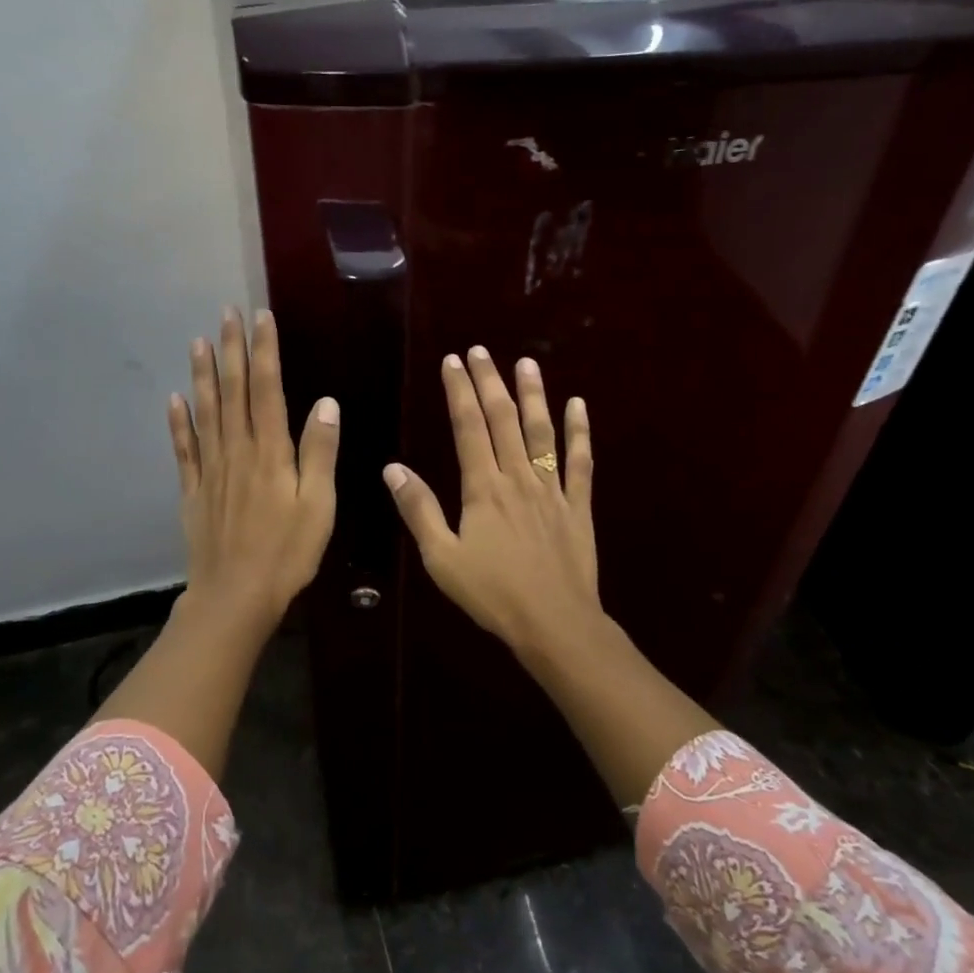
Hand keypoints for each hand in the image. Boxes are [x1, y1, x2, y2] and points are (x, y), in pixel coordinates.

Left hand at [168, 308, 338, 638]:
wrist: (235, 596)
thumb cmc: (287, 552)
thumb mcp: (319, 505)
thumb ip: (320, 453)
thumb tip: (326, 402)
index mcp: (270, 453)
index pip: (267, 390)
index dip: (264, 352)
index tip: (260, 317)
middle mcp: (237, 452)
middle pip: (233, 392)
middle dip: (231, 350)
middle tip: (225, 313)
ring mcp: (211, 470)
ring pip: (206, 412)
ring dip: (203, 376)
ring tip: (198, 342)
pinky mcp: (194, 492)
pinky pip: (184, 450)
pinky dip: (178, 423)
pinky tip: (174, 400)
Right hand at [383, 347, 599, 660]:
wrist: (554, 622)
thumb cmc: (492, 594)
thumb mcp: (441, 558)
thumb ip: (418, 510)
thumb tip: (392, 468)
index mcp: (483, 488)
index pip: (469, 427)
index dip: (460, 392)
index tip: (453, 361)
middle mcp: (518, 478)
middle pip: (504, 420)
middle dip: (490, 382)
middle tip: (482, 350)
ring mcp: (552, 490)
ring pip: (542, 432)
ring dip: (534, 395)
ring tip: (527, 362)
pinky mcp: (578, 506)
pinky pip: (581, 462)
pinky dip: (580, 432)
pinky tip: (578, 405)